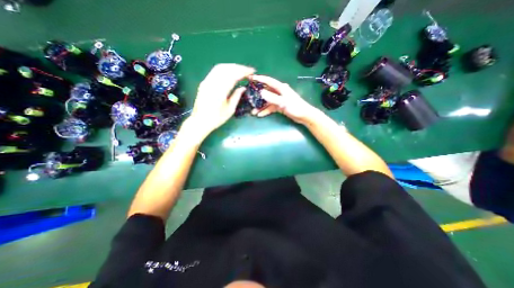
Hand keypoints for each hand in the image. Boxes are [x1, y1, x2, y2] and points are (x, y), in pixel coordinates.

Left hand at [188, 63, 252, 134]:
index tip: (252, 71)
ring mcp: (207, 82)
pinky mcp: (204, 82)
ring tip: (240, 70)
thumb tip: (243, 87)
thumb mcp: (230, 110)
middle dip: (238, 67)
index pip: (233, 75)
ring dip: (232, 67)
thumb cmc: (216, 118)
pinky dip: (225, 69)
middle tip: (248, 70)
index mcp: (220, 91)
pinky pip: (215, 71)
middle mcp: (212, 83)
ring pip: (220, 68)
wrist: (200, 121)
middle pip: (226, 68)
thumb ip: (237, 96)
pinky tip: (230, 72)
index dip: (243, 72)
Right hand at [249, 75, 317, 122]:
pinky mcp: (279, 106)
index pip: (268, 81)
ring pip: (267, 101)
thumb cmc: (295, 107)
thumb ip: (272, 98)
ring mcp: (279, 99)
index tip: (250, 78)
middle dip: (257, 95)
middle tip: (248, 97)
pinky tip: (260, 115)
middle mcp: (279, 92)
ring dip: (260, 106)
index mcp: (281, 88)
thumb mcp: (283, 102)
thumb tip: (261, 93)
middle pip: (266, 91)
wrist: (304, 116)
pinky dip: (265, 110)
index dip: (260, 79)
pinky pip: (270, 107)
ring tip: (253, 111)